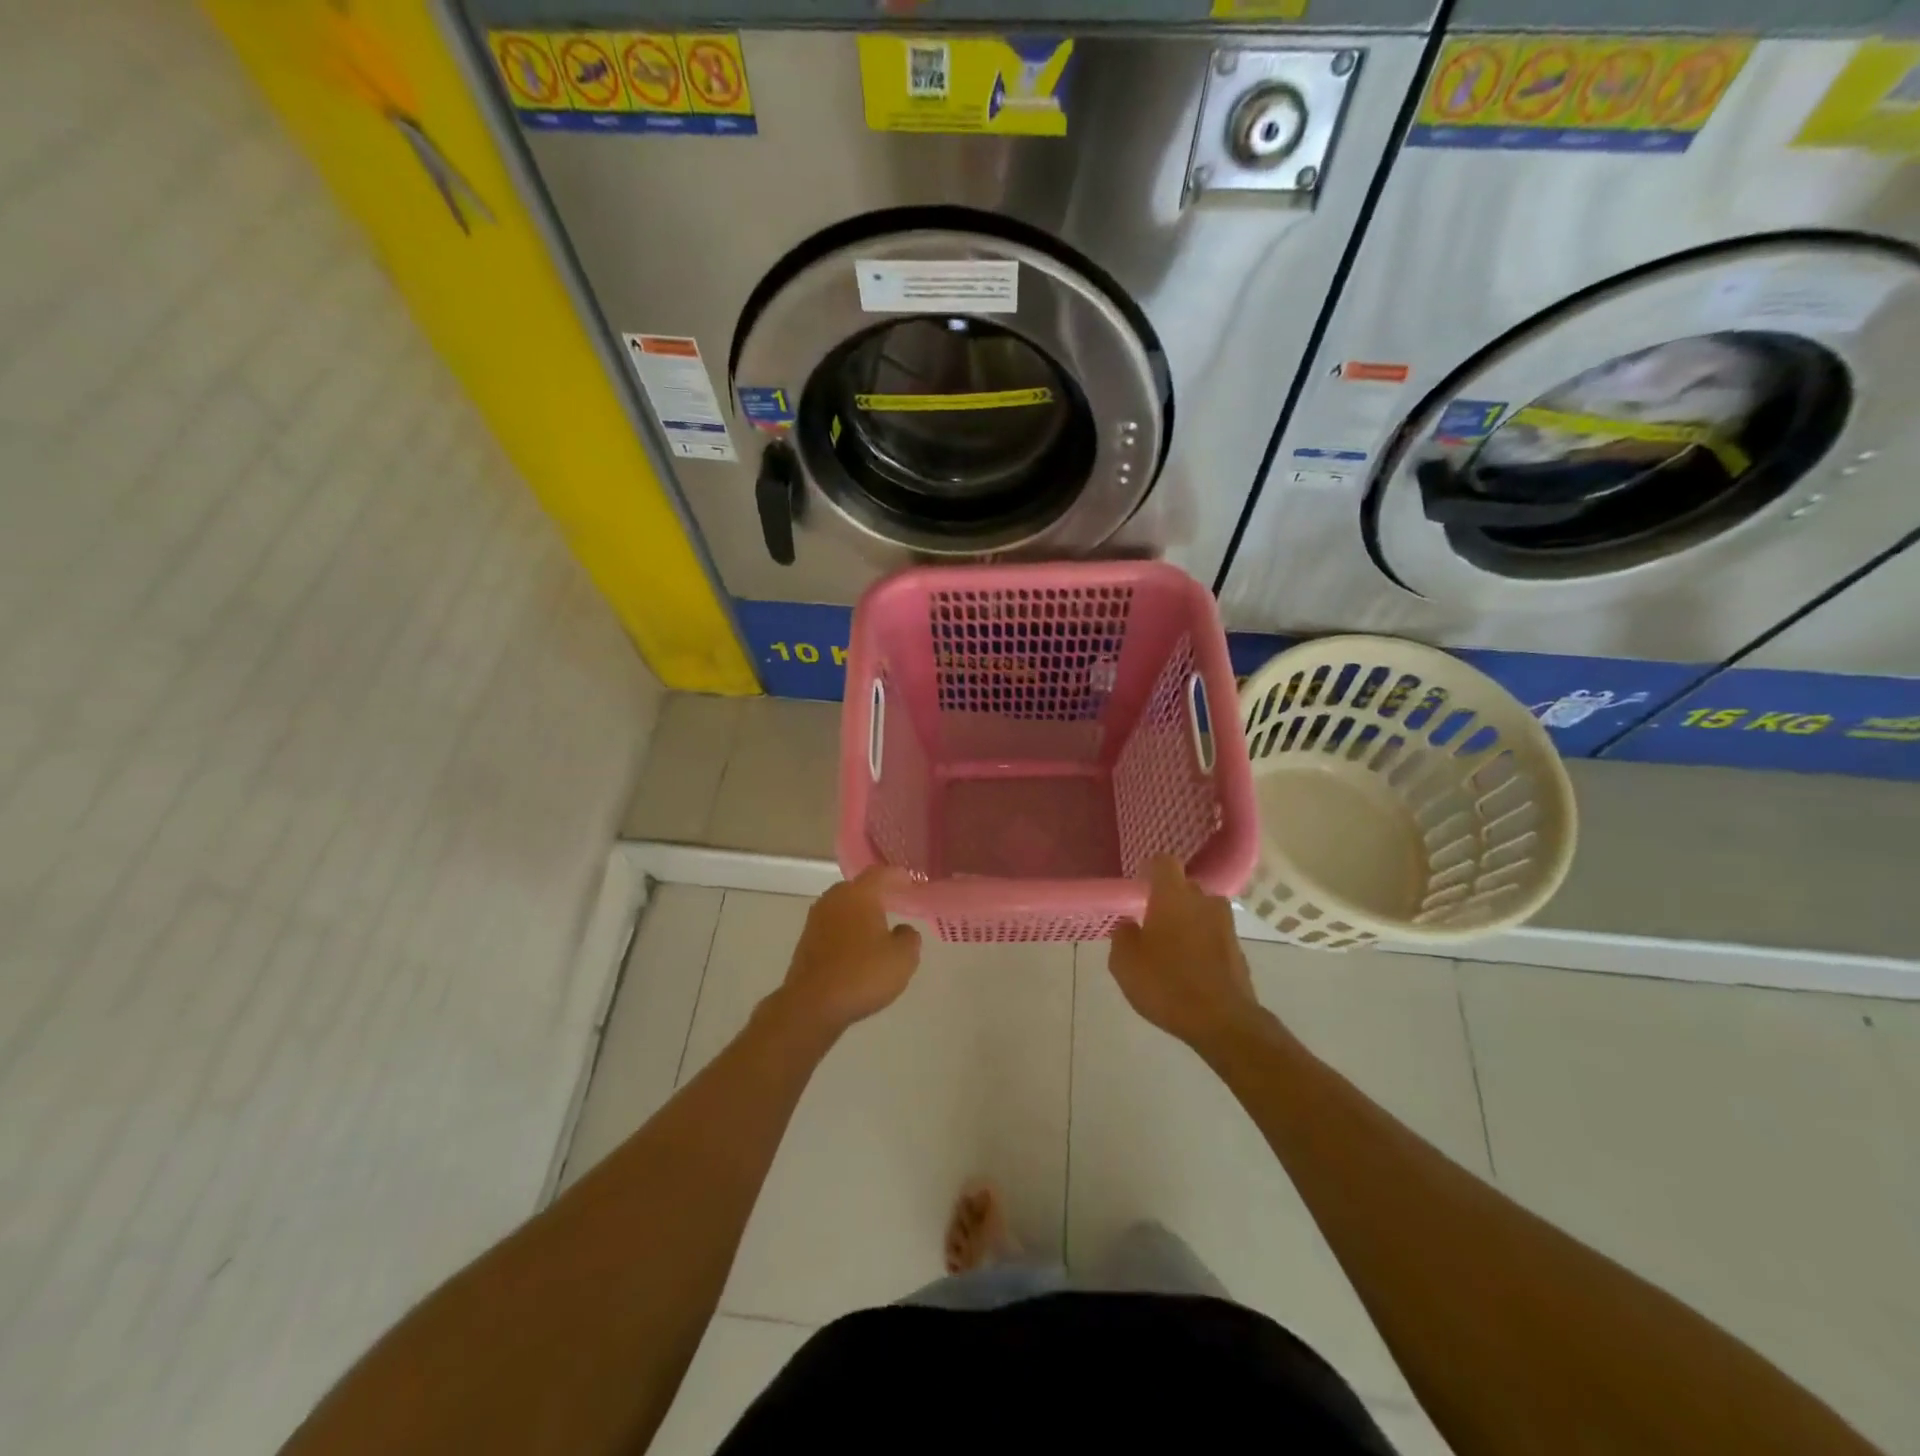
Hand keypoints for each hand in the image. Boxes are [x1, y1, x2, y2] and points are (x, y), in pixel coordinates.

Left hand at [773, 867, 922, 1040]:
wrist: (812, 1005)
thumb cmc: (862, 974)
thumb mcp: (902, 958)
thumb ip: (909, 938)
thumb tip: (902, 930)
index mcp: (859, 894)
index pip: (881, 874)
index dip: (898, 876)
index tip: (911, 882)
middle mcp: (834, 899)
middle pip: (859, 888)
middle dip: (877, 893)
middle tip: (895, 902)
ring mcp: (816, 920)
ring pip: (844, 907)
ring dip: (860, 913)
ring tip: (878, 926)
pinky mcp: (806, 942)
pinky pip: (833, 926)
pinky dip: (847, 930)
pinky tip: (858, 947)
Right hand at [1109, 856, 1263, 1051]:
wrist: (1223, 1021)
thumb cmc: (1166, 984)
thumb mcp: (1124, 963)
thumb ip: (1123, 936)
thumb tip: (1130, 926)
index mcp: (1173, 896)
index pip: (1164, 862)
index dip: (1151, 870)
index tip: (1140, 885)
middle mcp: (1203, 902)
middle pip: (1185, 888)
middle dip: (1169, 899)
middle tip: (1152, 923)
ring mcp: (1226, 926)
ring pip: (1202, 912)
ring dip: (1188, 922)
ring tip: (1172, 948)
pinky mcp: (1239, 950)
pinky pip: (1214, 936)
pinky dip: (1203, 944)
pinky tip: (1190, 969)